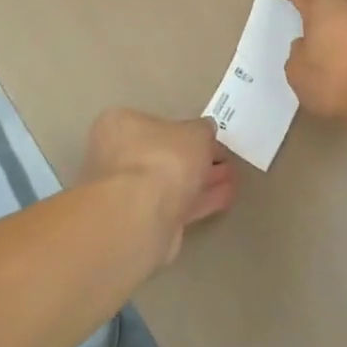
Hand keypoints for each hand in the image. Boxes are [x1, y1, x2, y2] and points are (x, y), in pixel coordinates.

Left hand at [77, 108, 236, 263]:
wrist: (140, 218)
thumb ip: (203, 130)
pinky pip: (174, 206)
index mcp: (119, 126)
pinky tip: (225, 199)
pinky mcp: (139, 223)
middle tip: (224, 160)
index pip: (154, 123)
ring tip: (232, 180)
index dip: (185, 131)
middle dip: (195, 159)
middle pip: (163, 155)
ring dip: (200, 182)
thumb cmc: (163, 158)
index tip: (209, 138)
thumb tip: (205, 132)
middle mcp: (115, 157)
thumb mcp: (196, 132)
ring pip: (169, 183)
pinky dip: (198, 201)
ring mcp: (125, 193)